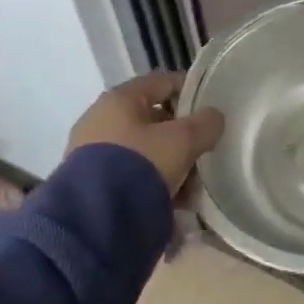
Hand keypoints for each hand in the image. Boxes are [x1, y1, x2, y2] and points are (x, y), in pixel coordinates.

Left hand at [67, 71, 224, 194]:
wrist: (94, 221)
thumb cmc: (141, 165)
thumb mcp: (184, 140)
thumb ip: (206, 123)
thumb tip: (214, 119)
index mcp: (120, 99)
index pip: (163, 82)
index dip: (191, 91)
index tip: (212, 109)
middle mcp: (101, 120)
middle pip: (155, 121)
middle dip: (183, 140)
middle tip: (202, 157)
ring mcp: (91, 154)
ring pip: (145, 152)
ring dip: (171, 167)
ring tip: (190, 192)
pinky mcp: (89, 184)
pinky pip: (130, 176)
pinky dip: (152, 185)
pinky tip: (171, 205)